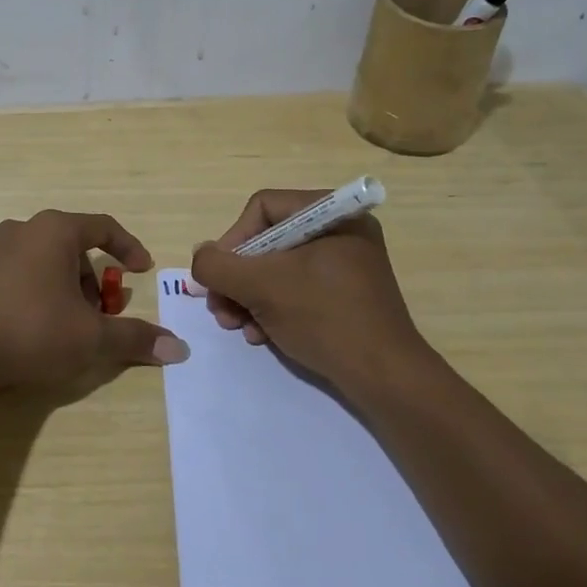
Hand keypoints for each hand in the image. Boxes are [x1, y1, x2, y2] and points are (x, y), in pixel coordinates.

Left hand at [0, 210, 188, 395]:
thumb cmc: (31, 330)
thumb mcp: (91, 338)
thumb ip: (134, 338)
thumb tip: (178, 349)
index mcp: (54, 231)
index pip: (103, 227)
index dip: (128, 247)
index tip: (141, 270)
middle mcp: (20, 230)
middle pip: (69, 247)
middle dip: (90, 279)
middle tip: (99, 313)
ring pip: (38, 263)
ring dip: (60, 288)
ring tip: (63, 326)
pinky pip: (10, 278)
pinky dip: (28, 295)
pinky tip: (25, 330)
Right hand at [188, 189, 435, 395]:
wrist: (385, 378)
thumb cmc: (324, 317)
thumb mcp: (260, 286)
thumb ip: (218, 266)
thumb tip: (201, 256)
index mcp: (332, 214)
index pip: (262, 208)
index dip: (232, 240)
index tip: (219, 276)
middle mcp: (341, 231)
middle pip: (267, 241)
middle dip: (237, 277)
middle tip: (219, 308)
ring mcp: (346, 265)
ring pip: (278, 269)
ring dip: (248, 297)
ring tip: (235, 326)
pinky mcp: (346, 297)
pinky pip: (298, 290)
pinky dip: (273, 310)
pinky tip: (260, 335)